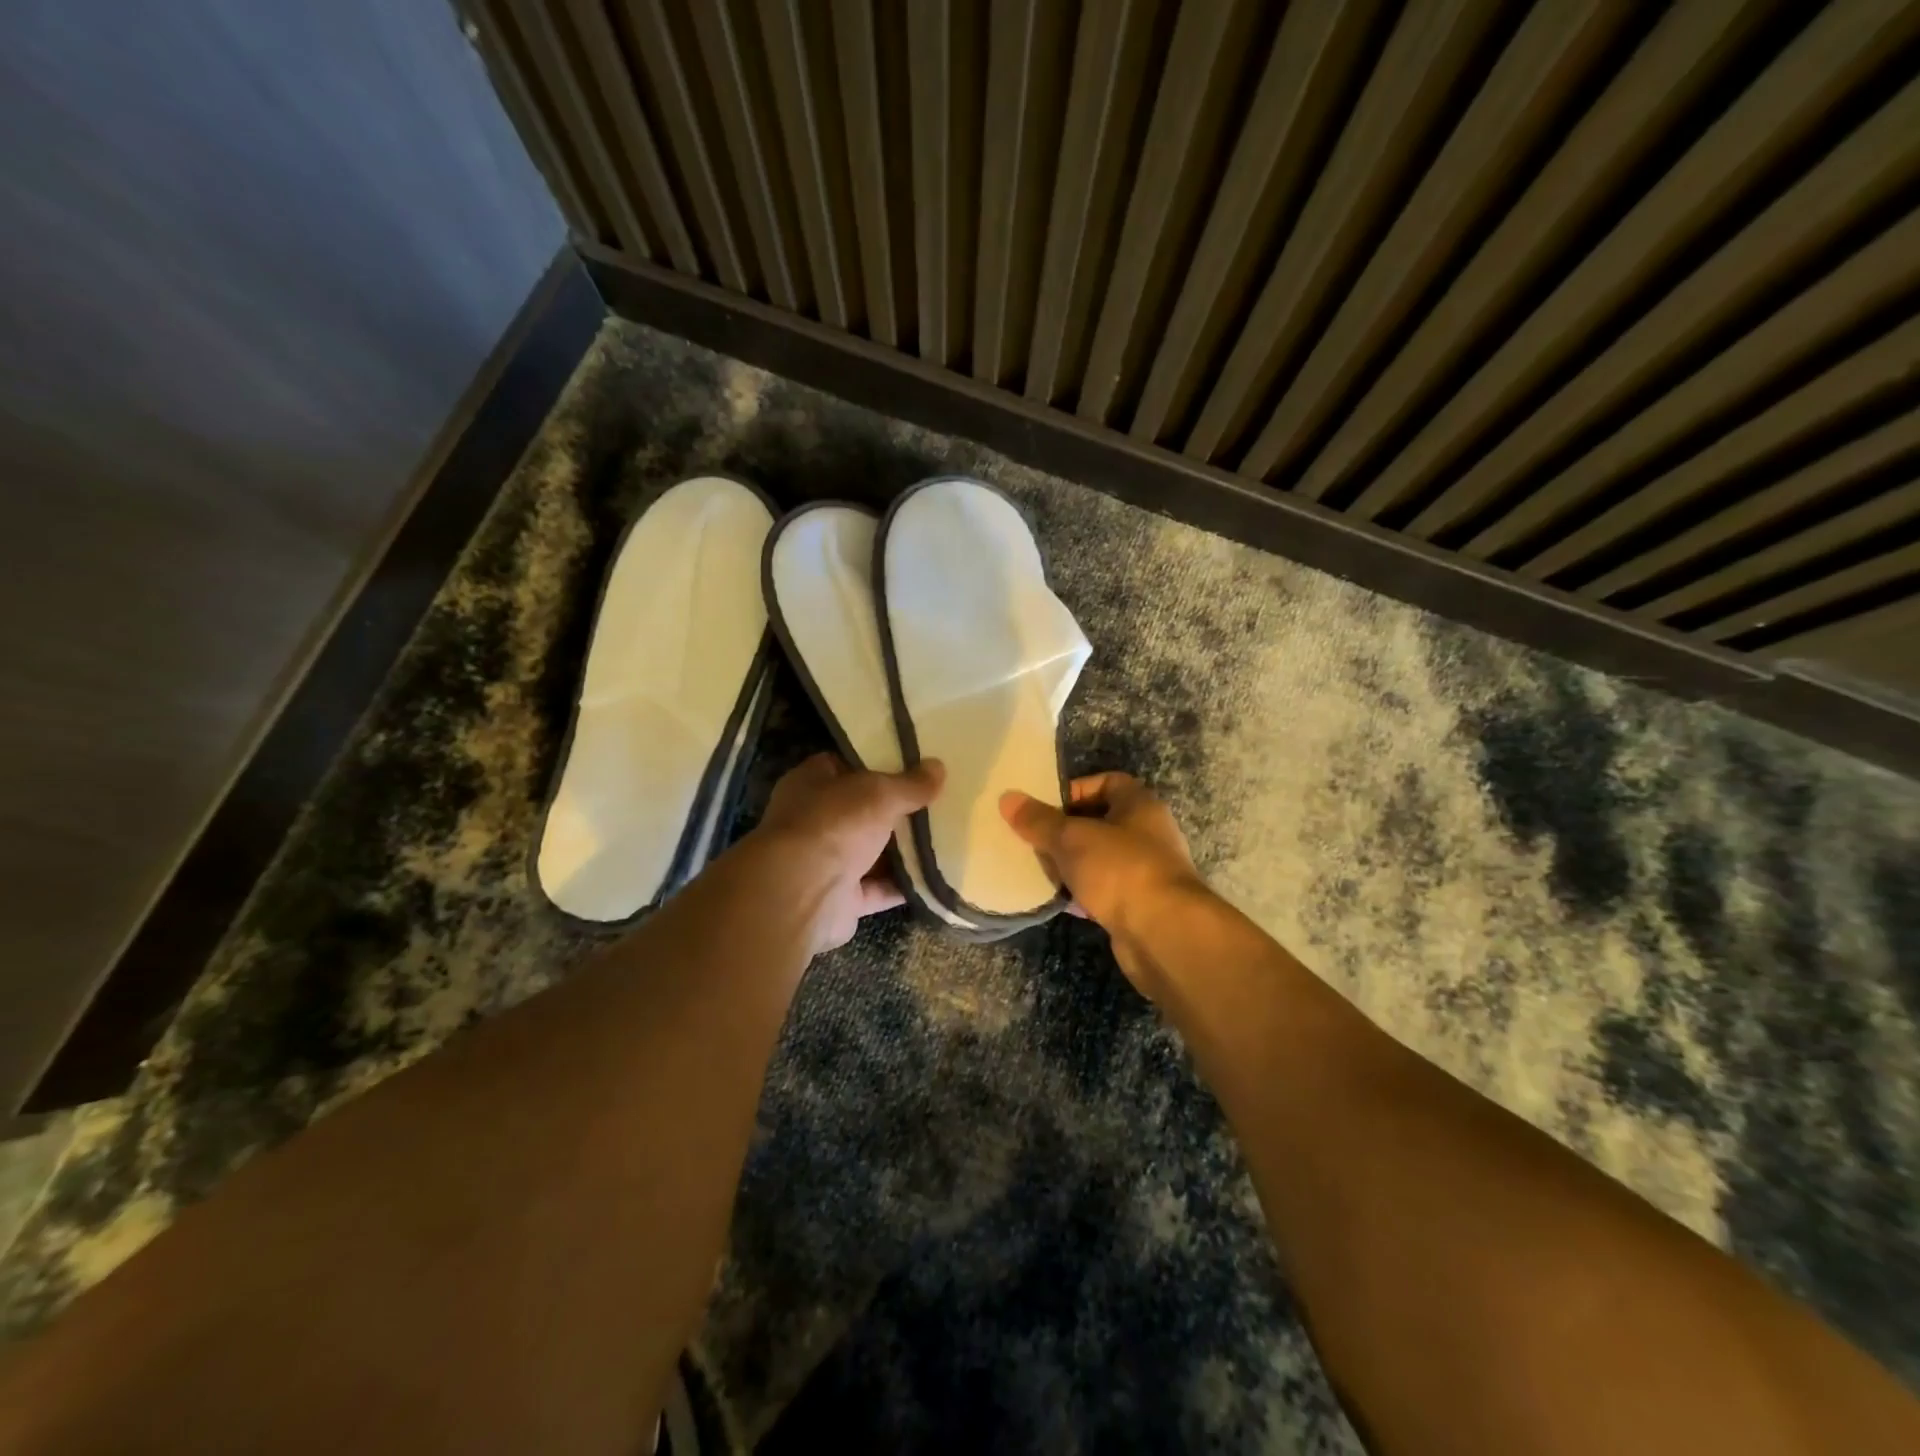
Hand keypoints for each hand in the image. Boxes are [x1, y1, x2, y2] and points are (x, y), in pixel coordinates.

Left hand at [756, 752, 943, 953]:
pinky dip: (904, 885)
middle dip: (896, 809)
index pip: (844, 765)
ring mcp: (826, 862)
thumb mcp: (879, 793)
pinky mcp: (841, 899)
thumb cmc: (834, 824)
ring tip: (945, 836)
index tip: (913, 763)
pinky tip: (937, 877)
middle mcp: (814, 821)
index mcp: (811, 783)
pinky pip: (879, 889)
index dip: (876, 763)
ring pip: (871, 851)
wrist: (801, 894)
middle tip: (937, 800)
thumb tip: (938, 767)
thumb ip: (909, 784)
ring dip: (904, 850)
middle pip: (862, 810)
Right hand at [1000, 773, 1209, 996]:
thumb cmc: (1120, 870)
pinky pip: (1104, 890)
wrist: (1164, 934)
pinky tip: (1059, 900)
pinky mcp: (1139, 905)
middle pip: (1100, 822)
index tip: (1044, 808)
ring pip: (1100, 858)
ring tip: (1039, 869)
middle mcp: (1148, 833)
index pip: (1106, 782)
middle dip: (1065, 831)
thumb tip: (1007, 798)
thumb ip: (1039, 820)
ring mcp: (1146, 871)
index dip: (1074, 790)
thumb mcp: (1072, 839)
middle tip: (1033, 840)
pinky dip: (1083, 893)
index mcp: (1140, 805)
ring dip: (1072, 864)